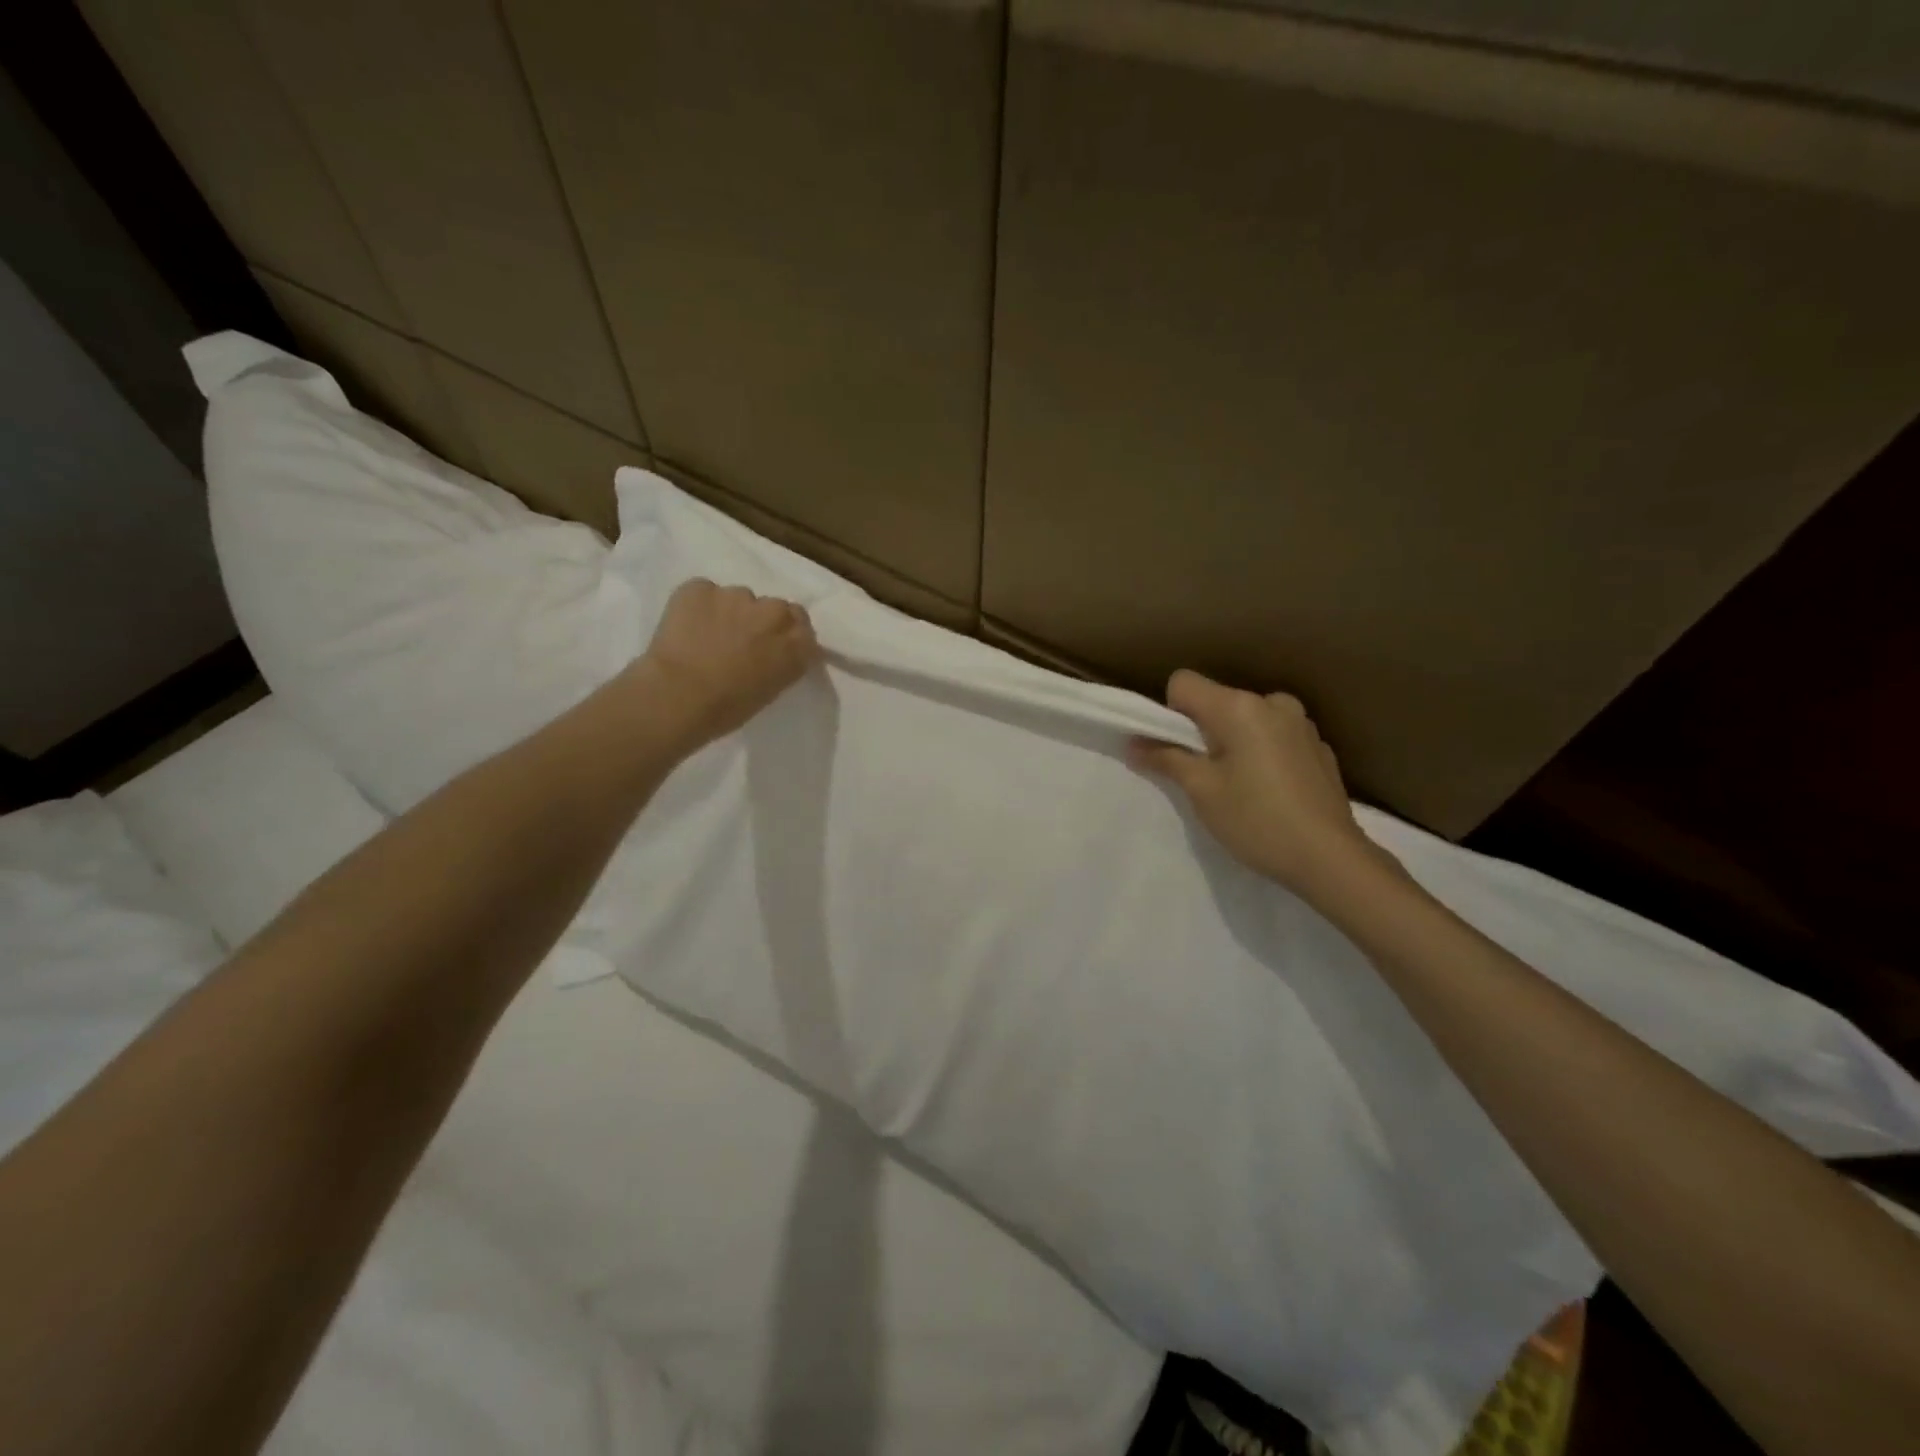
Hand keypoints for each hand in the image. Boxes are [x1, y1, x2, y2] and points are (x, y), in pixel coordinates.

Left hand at [634, 579, 819, 746]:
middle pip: (774, 607)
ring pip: (738, 598)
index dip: (786, 635)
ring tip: (706, 636)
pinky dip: (697, 607)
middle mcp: (773, 613)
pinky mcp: (700, 588)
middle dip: (760, 620)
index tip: (772, 647)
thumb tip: (769, 655)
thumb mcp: (769, 691)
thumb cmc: (726, 708)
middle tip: (740, 641)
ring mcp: (737, 595)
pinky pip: (703, 593)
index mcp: (796, 644)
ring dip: (729, 612)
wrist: (677, 696)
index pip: (802, 627)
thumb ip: (779, 664)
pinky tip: (685, 628)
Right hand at [1130, 669, 1373, 896]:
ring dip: (1234, 741)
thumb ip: (1165, 758)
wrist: (1330, 858)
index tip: (1176, 750)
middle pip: (1217, 701)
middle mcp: (1272, 702)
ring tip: (1241, 785)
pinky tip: (1271, 791)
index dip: (1169, 713)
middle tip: (1205, 775)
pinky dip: (1262, 752)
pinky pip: (1274, 736)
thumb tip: (1134, 744)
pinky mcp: (1319, 746)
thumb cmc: (1256, 820)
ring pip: (1246, 719)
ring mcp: (1301, 723)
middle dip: (1202, 730)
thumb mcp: (1202, 791)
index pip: (1184, 683)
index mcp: (1240, 707)